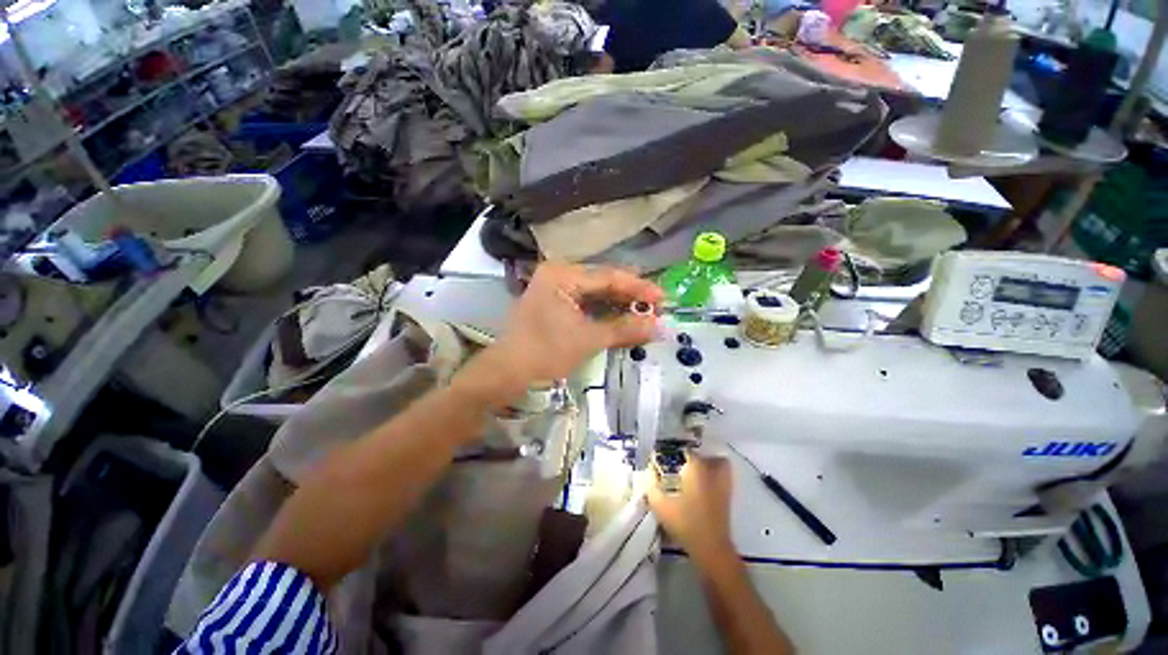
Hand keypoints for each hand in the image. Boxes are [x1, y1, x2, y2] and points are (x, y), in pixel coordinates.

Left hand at [492, 263, 661, 385]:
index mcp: (562, 275)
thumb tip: (660, 327)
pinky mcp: (554, 304)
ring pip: (595, 294)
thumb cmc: (545, 352)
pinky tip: (621, 319)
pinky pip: (585, 303)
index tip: (663, 298)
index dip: (638, 288)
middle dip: (630, 296)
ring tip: (643, 314)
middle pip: (602, 283)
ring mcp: (554, 289)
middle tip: (656, 308)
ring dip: (618, 305)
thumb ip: (624, 329)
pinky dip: (603, 312)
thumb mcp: (588, 339)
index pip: (609, 277)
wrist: (507, 372)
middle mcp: (558, 275)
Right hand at [648, 455, 737, 567]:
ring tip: (693, 469)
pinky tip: (701, 484)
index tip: (666, 456)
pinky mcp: (728, 497)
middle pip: (707, 454)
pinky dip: (715, 476)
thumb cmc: (685, 523)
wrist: (711, 548)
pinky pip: (723, 477)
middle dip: (696, 455)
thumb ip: (651, 486)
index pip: (687, 451)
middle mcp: (712, 472)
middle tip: (682, 460)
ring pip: (720, 464)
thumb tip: (649, 472)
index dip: (676, 452)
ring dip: (709, 463)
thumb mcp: (660, 505)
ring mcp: (723, 484)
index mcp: (696, 469)